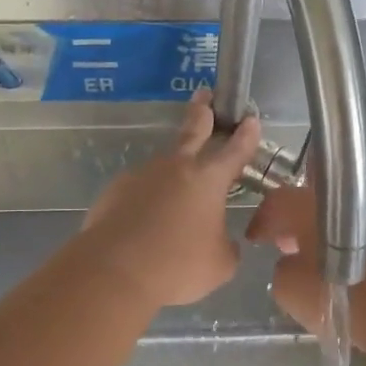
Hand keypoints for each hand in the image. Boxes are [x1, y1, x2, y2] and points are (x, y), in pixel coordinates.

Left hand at [81, 90, 262, 307]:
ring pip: (163, 168)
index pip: (235, 150)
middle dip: (202, 111)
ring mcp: (142, 175)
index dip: (246, 135)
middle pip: (192, 131)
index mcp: (208, 179)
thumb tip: (222, 241)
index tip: (250, 118)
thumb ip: (226, 246)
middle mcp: (175, 167)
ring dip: (171, 176)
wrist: (114, 271)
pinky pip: (138, 192)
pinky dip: (145, 202)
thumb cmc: (177, 266)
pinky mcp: (115, 190)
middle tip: (204, 94)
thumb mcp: (219, 264)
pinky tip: (144, 224)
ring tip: (172, 205)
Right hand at [246, 184, 365, 350]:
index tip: (255, 238)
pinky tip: (339, 267)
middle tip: (281, 244)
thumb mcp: (289, 288)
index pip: (278, 200)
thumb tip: (289, 262)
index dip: (262, 219)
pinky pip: (357, 232)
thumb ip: (281, 267)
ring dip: (320, 232)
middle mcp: (344, 198)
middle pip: (309, 202)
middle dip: (293, 221)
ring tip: (311, 259)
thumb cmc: (339, 295)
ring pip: (336, 216)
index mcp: (311, 204)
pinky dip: (343, 243)